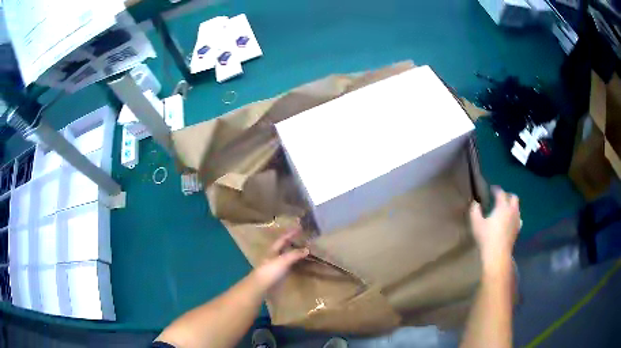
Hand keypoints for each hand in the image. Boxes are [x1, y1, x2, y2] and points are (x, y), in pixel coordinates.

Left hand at [252, 229, 308, 292]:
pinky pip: (290, 268)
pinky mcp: (279, 276)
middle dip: (293, 243)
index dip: (290, 233)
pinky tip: (302, 266)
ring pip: (287, 258)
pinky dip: (296, 265)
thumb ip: (295, 254)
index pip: (282, 239)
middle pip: (284, 248)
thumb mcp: (283, 260)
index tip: (299, 228)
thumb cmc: (270, 271)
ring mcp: (276, 267)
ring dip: (295, 254)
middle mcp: (274, 257)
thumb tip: (307, 249)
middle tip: (304, 240)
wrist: (261, 287)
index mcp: (273, 251)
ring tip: (306, 252)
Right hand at [469, 186, 520, 270]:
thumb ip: (475, 211)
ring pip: (517, 207)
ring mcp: (516, 220)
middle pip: (513, 197)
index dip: (495, 189)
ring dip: (511, 206)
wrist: (497, 254)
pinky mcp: (517, 230)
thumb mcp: (476, 223)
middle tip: (499, 198)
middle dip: (507, 195)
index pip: (500, 192)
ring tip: (504, 210)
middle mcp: (512, 210)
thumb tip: (475, 203)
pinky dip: (514, 216)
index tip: (490, 189)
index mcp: (502, 206)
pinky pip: (518, 218)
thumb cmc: (486, 237)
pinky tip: (509, 221)